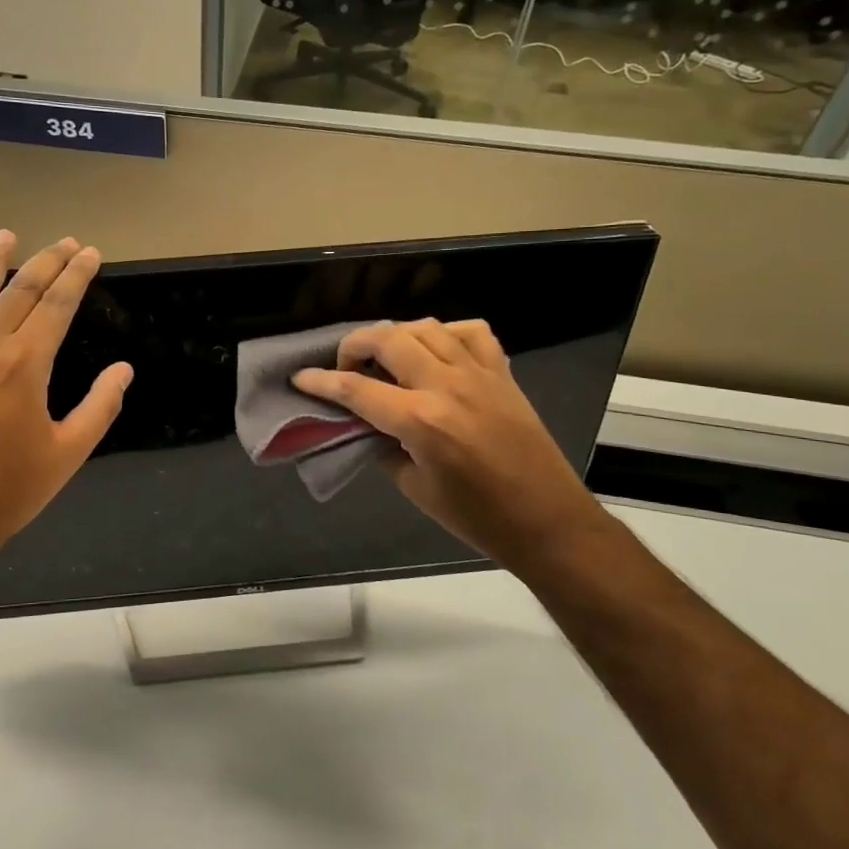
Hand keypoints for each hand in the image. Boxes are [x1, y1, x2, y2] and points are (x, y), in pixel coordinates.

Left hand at [0, 231, 131, 592]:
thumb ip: (99, 407)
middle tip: (68, 242)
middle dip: (48, 261)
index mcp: (24, 365)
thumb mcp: (67, 454)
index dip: (77, 276)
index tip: (91, 253)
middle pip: (21, 289)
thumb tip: (124, 370)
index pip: (56, 304)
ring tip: (10, 236)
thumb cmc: (7, 492)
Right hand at [293, 319, 607, 570]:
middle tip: (346, 367)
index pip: (356, 388)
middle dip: (354, 345)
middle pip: (387, 340)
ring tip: (386, 358)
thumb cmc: (478, 517)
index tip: (301, 377)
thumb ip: (384, 448)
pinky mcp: (502, 373)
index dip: (321, 380)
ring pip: (425, 327)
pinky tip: (437, 351)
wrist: (548, 521)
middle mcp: (446, 386)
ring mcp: (478, 373)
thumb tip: (365, 425)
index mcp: (421, 421)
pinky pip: (470, 332)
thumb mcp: (416, 488)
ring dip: (395, 336)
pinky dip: (446, 333)